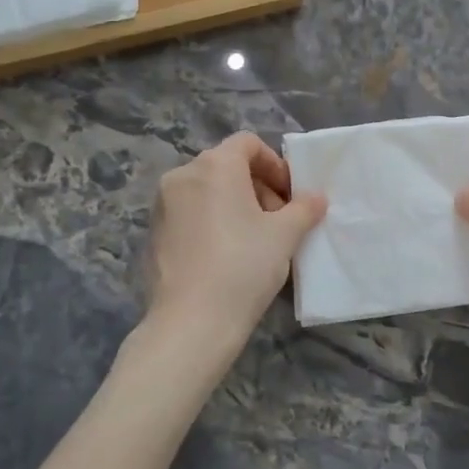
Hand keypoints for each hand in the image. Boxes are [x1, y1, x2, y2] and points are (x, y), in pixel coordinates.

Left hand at [142, 133, 326, 360]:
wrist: (190, 324)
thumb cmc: (243, 267)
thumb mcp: (285, 235)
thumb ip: (304, 208)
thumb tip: (315, 198)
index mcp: (215, 166)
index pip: (248, 144)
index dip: (274, 164)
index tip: (290, 195)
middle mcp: (183, 176)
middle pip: (227, 166)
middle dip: (258, 187)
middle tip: (279, 220)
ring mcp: (162, 205)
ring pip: (207, 190)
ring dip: (235, 205)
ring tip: (256, 240)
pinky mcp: (153, 233)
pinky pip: (190, 213)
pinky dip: (212, 221)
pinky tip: (227, 256)